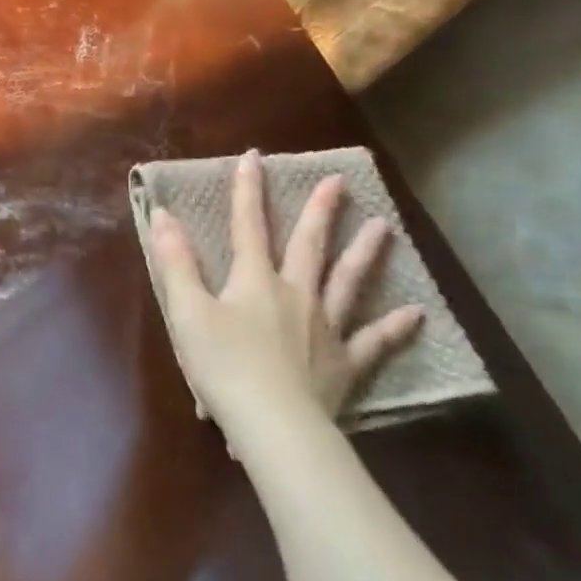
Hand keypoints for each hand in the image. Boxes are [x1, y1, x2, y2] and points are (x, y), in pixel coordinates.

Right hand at [145, 150, 422, 457]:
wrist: (273, 423)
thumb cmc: (222, 366)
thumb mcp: (187, 312)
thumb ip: (177, 262)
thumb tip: (164, 215)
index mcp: (254, 282)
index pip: (248, 226)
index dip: (248, 191)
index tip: (254, 156)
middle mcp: (296, 294)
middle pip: (309, 246)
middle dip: (319, 212)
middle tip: (338, 182)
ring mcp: (326, 328)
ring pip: (348, 283)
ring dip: (364, 253)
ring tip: (383, 226)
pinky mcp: (344, 364)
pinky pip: (373, 341)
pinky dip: (394, 327)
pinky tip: (415, 313)